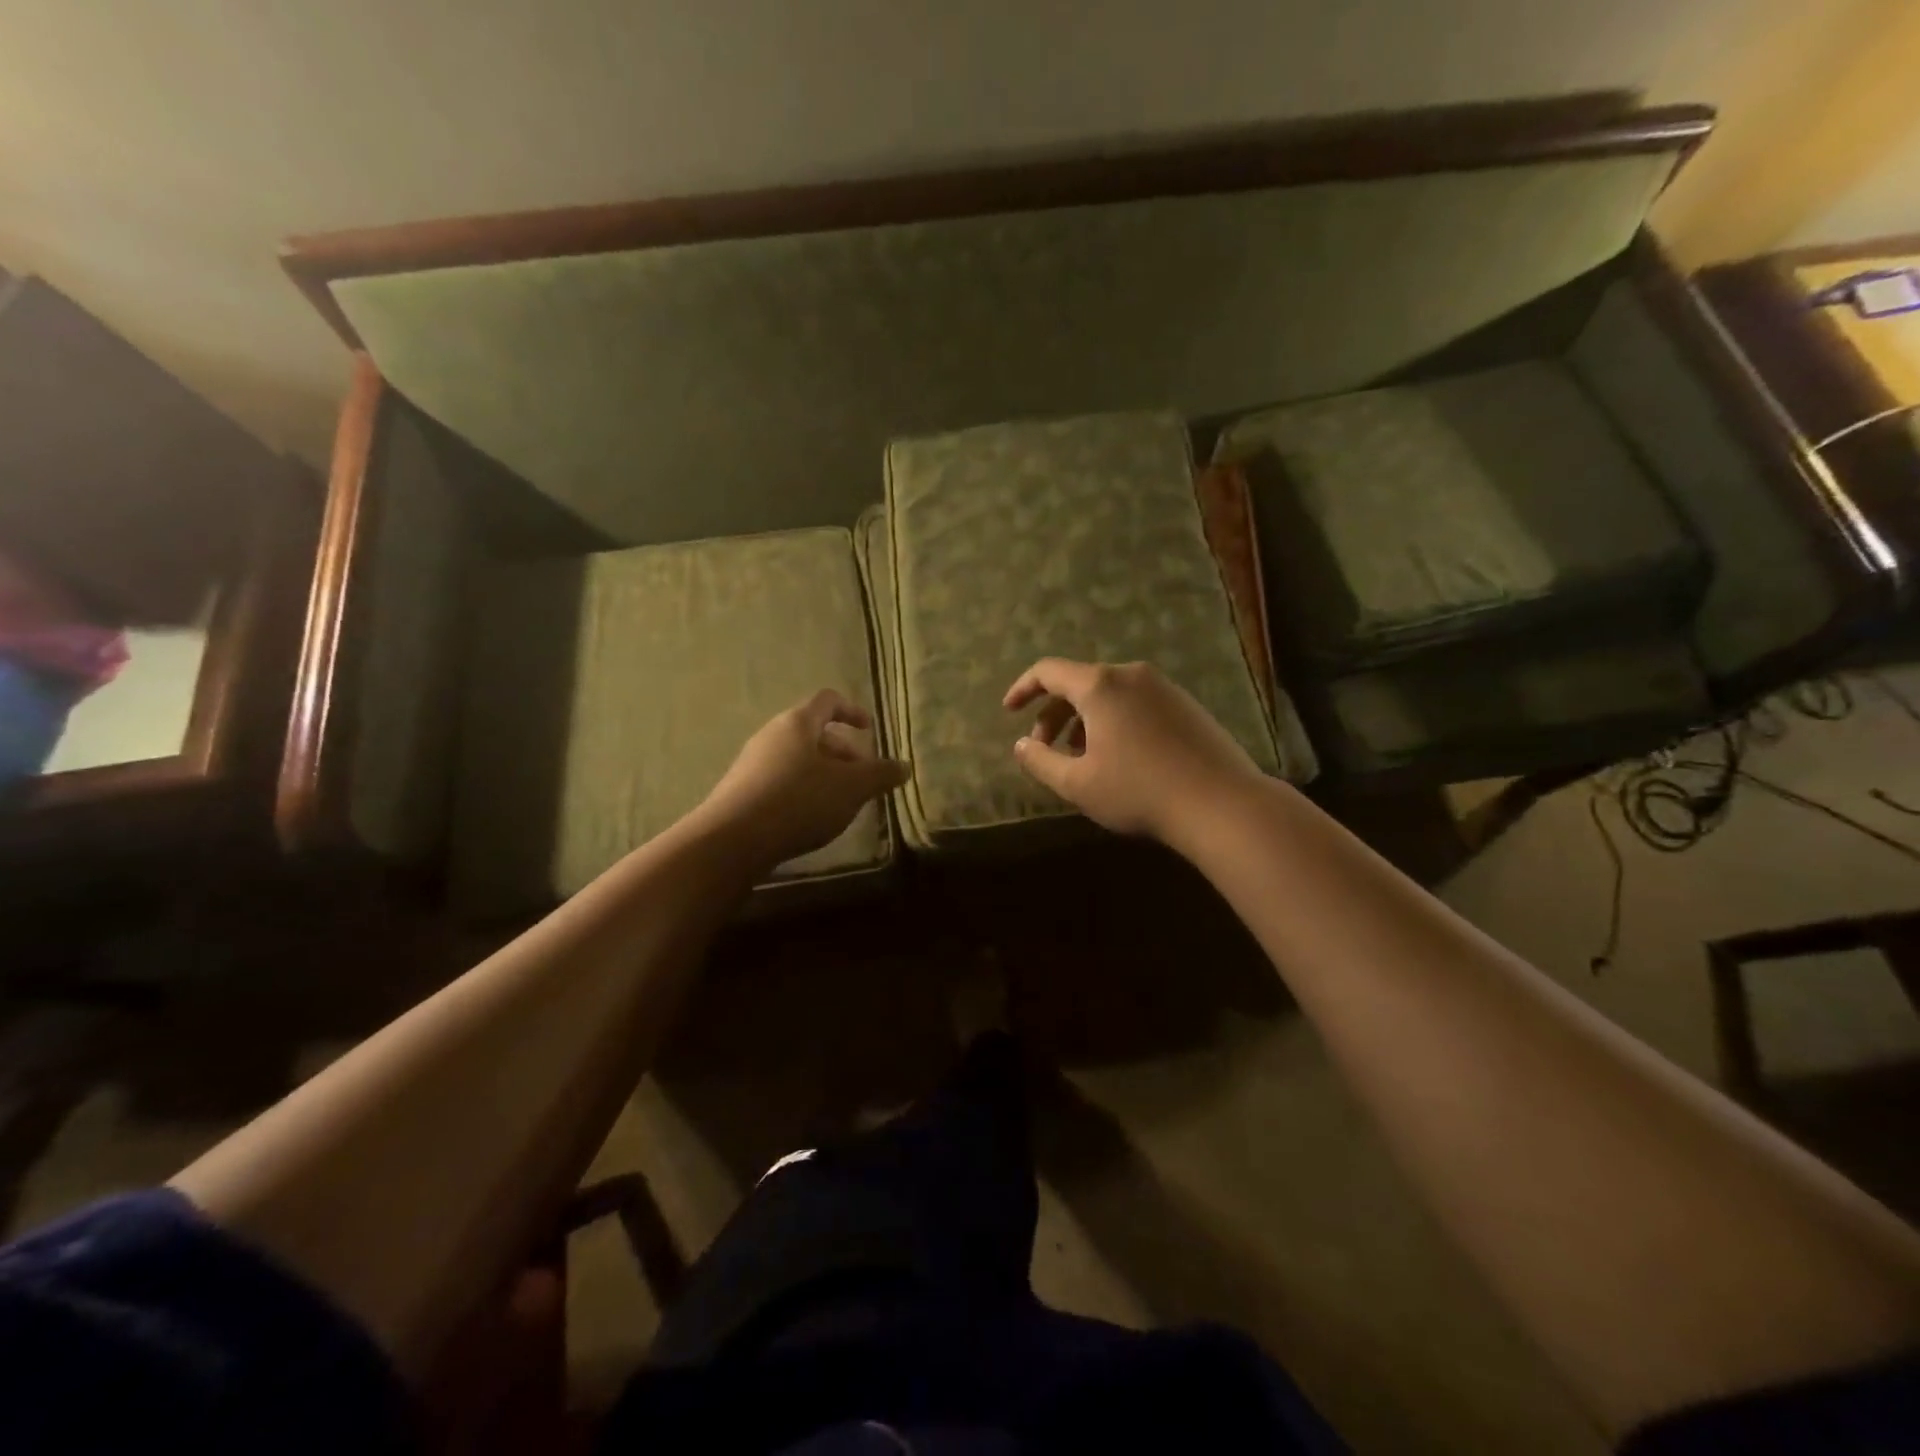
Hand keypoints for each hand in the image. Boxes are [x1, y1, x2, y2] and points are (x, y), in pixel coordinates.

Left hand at [692, 690, 907, 873]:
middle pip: (814, 733)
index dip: (852, 711)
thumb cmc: (799, 801)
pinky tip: (811, 819)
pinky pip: (781, 781)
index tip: (870, 730)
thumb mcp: (851, 788)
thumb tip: (904, 766)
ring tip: (841, 803)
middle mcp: (772, 735)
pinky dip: (803, 791)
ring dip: (824, 775)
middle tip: (863, 779)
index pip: (828, 700)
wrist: (732, 840)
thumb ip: (880, 775)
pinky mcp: (742, 792)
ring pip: (798, 759)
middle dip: (843, 753)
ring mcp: (752, 763)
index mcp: (798, 723)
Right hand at [1004, 659, 1262, 842]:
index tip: (1009, 711)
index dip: (1022, 688)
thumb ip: (1040, 761)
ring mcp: (1163, 687)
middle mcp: (1131, 675)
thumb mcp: (1078, 784)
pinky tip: (1118, 758)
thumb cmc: (1139, 792)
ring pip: (1109, 694)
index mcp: (1100, 686)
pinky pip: (1136, 702)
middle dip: (1054, 713)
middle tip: (1045, 749)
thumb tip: (1022, 745)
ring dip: (1084, 720)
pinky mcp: (1186, 704)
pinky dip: (1113, 721)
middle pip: (1079, 683)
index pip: (1048, 671)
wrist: (1221, 804)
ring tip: (1081, 759)